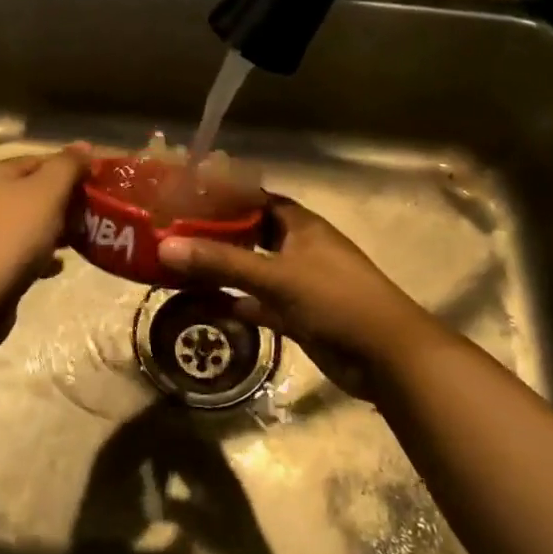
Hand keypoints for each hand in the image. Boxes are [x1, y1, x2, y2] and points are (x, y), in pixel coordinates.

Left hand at [0, 144, 90, 311]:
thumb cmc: (12, 236)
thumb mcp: (47, 192)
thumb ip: (67, 166)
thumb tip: (84, 145)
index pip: (41, 160)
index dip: (72, 169)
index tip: (100, 186)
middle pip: (34, 192)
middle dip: (66, 202)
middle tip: (96, 215)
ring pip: (29, 223)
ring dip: (56, 230)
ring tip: (82, 239)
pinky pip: (21, 252)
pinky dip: (41, 256)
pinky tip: (58, 266)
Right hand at [158, 199, 442, 378]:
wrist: (386, 356)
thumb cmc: (335, 300)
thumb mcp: (276, 276)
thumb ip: (222, 262)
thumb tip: (166, 246)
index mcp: (300, 225)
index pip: (257, 200)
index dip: (225, 197)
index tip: (186, 198)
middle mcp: (299, 248)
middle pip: (251, 235)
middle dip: (216, 236)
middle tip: (173, 235)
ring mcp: (299, 283)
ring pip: (253, 271)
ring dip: (223, 271)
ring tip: (179, 267)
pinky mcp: (298, 315)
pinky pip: (259, 304)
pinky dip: (237, 303)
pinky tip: (205, 305)